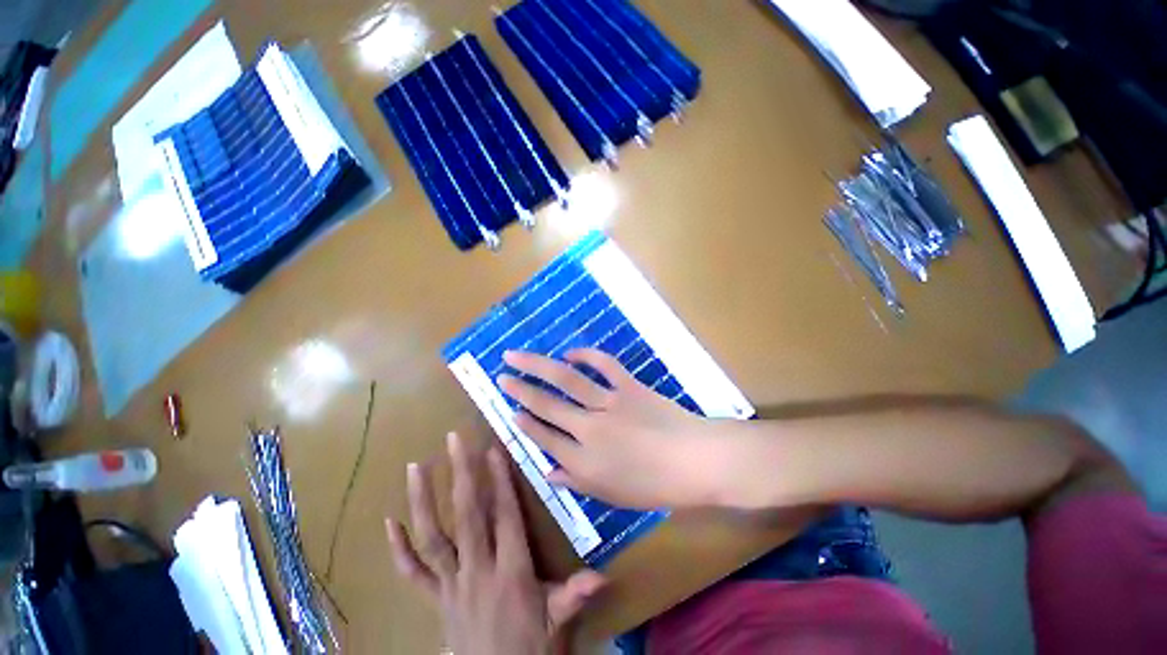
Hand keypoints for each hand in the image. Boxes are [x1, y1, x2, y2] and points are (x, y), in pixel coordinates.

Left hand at [386, 433, 604, 654]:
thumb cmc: (530, 650)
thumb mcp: (557, 623)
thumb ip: (575, 595)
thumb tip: (605, 575)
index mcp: (511, 571)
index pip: (505, 516)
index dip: (500, 480)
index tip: (493, 449)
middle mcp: (477, 570)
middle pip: (467, 515)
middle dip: (461, 473)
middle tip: (453, 440)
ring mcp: (451, 585)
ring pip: (434, 537)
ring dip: (423, 500)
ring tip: (415, 466)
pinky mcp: (435, 600)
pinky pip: (412, 573)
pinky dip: (399, 548)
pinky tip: (389, 523)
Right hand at [497, 348, 730, 508]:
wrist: (697, 460)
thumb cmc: (657, 486)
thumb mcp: (613, 496)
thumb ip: (577, 483)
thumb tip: (548, 473)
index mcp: (584, 462)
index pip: (544, 438)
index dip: (525, 424)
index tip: (510, 411)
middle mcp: (589, 429)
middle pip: (547, 405)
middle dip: (520, 390)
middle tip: (501, 376)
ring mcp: (609, 403)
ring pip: (566, 380)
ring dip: (538, 366)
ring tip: (517, 355)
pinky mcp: (628, 386)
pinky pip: (603, 364)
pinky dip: (586, 355)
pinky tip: (570, 353)